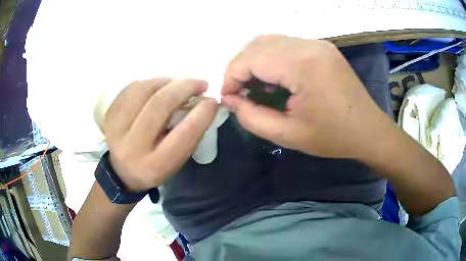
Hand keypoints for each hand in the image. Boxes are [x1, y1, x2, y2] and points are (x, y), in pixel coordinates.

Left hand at [103, 78, 217, 191]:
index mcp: (154, 165)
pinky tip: (159, 87)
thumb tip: (202, 102)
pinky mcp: (109, 114)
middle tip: (200, 84)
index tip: (212, 100)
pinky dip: (151, 82)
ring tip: (178, 84)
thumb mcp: (176, 161)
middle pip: (159, 104)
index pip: (183, 135)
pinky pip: (132, 87)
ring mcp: (115, 128)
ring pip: (144, 89)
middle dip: (185, 87)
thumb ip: (189, 135)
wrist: (122, 172)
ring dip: (167, 81)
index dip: (202, 113)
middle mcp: (132, 146)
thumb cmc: (155, 167)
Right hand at [221, 35, 392, 160]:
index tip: (228, 98)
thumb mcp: (288, 135)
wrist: (368, 129)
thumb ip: (251, 117)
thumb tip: (229, 100)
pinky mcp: (321, 47)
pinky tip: (274, 78)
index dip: (231, 77)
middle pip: (257, 44)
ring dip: (254, 60)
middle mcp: (309, 45)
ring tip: (254, 86)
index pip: (251, 58)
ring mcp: (317, 43)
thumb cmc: (333, 137)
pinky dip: (271, 58)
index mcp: (303, 65)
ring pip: (270, 41)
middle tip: (238, 92)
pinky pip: (286, 44)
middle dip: (239, 67)